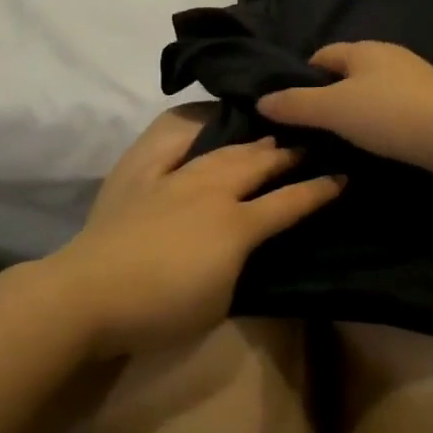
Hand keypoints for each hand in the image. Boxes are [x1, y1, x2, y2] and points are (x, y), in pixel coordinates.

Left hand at [48, 107, 344, 357]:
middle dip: (288, 153)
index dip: (319, 189)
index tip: (342, 176)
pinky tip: (202, 121)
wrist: (90, 294)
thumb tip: (248, 242)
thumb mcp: (221, 300)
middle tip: (309, 142)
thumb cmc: (161, 310)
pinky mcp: (141, 174)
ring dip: (250, 142)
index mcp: (237, 225)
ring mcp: (174, 177)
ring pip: (222, 150)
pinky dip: (190, 128)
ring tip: (267, 135)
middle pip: (258, 164)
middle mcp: (211, 191)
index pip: (289, 202)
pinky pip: (169, 141)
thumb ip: (242, 264)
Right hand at [256, 42, 432, 177]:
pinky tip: (382, 137)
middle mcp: (391, 54)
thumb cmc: (388, 116)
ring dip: (359, 105)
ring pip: (374, 87)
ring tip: (347, 134)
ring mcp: (417, 75)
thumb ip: (295, 105)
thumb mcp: (332, 111)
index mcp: (364, 49)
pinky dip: (383, 116)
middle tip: (317, 124)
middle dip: (331, 92)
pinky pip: (396, 103)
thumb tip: (262, 100)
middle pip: (349, 70)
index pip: (322, 55)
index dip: (303, 77)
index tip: (294, 106)